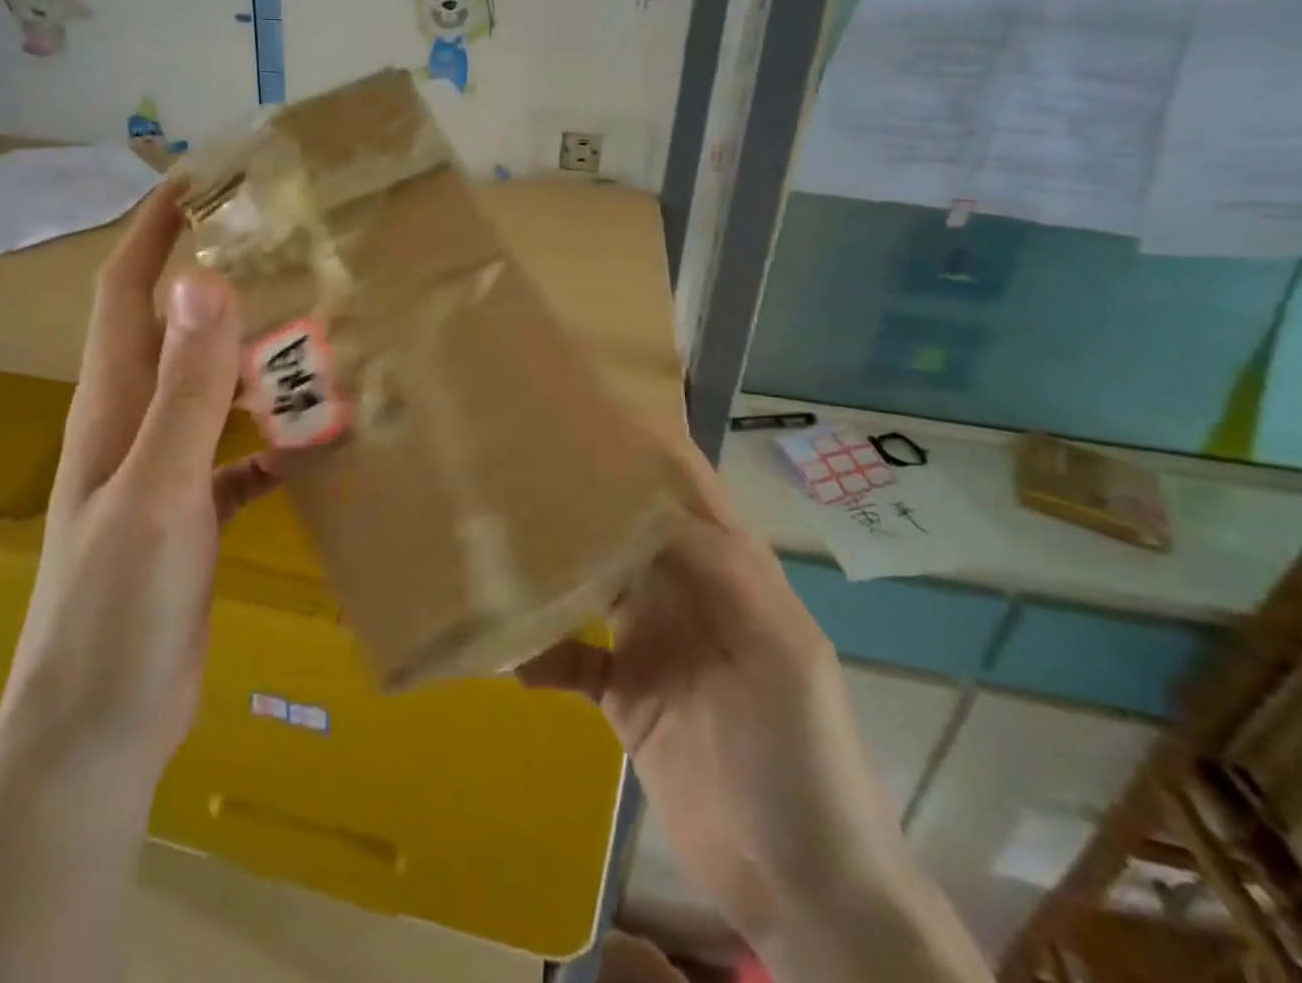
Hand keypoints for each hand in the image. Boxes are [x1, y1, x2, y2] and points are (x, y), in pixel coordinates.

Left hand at [0, 184, 277, 781]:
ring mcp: (164, 472)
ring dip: (250, 355)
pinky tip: (319, 435)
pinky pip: (238, 455)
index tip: (197, 178)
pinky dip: (271, 436)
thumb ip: (185, 389)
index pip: (125, 292)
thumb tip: (201, 281)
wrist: (101, 724)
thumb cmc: (118, 605)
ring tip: (313, 324)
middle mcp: (134, 426)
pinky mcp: (193, 514)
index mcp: (113, 407)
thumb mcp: (158, 489)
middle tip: (281, 244)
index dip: (151, 230)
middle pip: (172, 331)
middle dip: (212, 278)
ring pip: (211, 390)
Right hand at [520, 439, 928, 949]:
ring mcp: (651, 642)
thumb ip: (726, 573)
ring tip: (497, 539)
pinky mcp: (623, 695)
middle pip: (626, 528)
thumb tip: (650, 504)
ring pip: (592, 582)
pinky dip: (538, 650)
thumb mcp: (782, 654)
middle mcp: (684, 591)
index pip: (687, 491)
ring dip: (552, 565)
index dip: (647, 448)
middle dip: (583, 495)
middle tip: (518, 463)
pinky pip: (570, 657)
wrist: (801, 888)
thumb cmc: (804, 759)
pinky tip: (504, 652)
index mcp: (729, 570)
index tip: (589, 412)